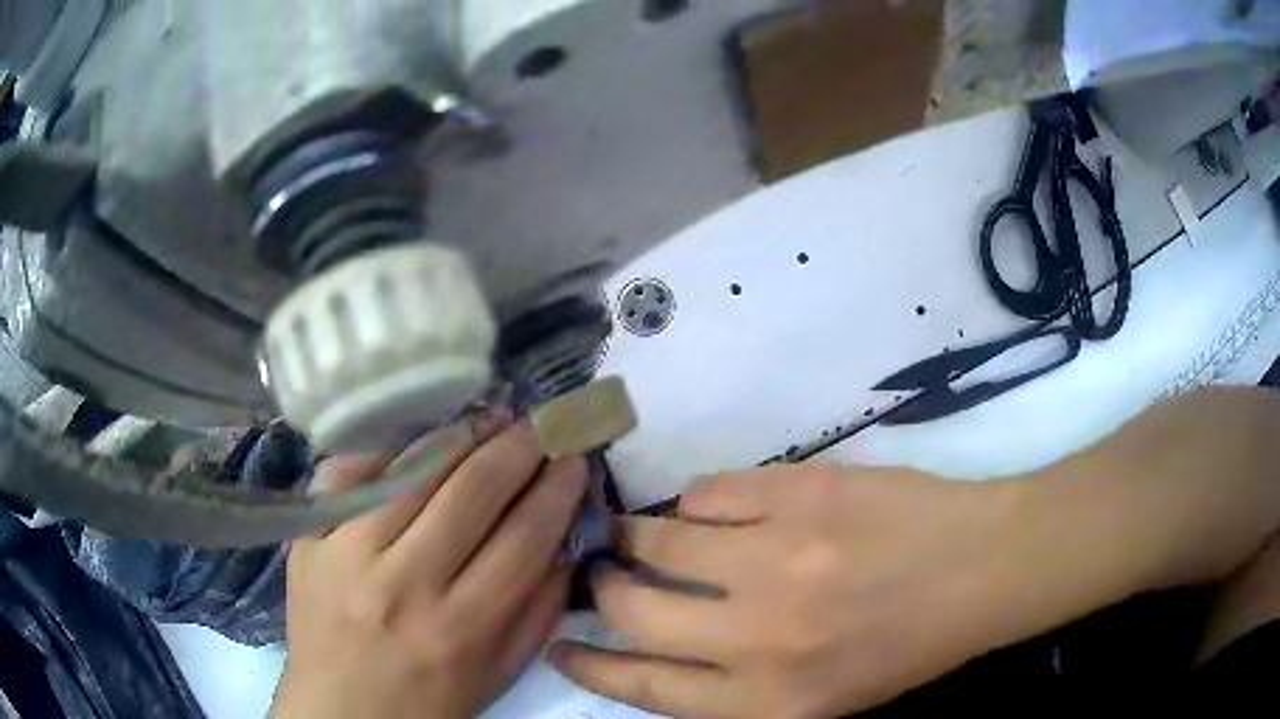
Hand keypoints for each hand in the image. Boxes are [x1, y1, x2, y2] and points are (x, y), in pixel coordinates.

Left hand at [270, 414, 587, 718]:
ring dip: (461, 435)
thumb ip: (539, 611)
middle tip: (538, 425)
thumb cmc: (428, 701)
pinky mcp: (309, 537)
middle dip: (517, 446)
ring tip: (488, 421)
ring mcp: (348, 553)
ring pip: (414, 469)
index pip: (524, 536)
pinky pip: (351, 471)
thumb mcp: (499, 674)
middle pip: (473, 490)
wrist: (339, 710)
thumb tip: (563, 541)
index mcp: (462, 627)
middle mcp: (405, 583)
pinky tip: (418, 443)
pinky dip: (390, 450)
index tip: (573, 458)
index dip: (556, 488)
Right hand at [548, 463, 1124, 717]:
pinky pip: (714, 490)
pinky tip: (711, 506)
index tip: (559, 644)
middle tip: (600, 572)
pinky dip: (700, 499)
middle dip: (605, 588)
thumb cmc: (904, 645)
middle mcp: (760, 635)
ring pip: (664, 537)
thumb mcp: (820, 699)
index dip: (591, 666)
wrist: (979, 569)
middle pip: (638, 608)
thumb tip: (665, 647)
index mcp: (768, 698)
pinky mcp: (801, 493)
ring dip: (641, 534)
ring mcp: (779, 556)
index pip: (646, 686)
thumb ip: (737, 688)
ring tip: (638, 530)